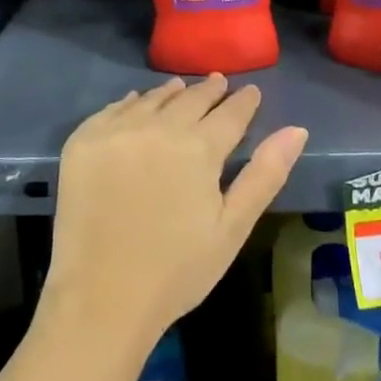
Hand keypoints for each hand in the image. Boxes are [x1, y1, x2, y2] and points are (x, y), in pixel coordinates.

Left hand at [43, 75, 307, 350]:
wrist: (101, 298)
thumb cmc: (177, 270)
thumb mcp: (232, 227)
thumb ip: (265, 174)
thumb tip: (297, 129)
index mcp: (199, 148)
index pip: (230, 113)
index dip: (244, 101)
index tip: (251, 91)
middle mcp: (158, 127)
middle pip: (190, 98)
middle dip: (209, 90)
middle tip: (219, 82)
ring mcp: (116, 131)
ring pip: (152, 99)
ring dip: (171, 93)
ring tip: (180, 87)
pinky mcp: (83, 142)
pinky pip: (112, 109)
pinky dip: (131, 102)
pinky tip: (136, 102)